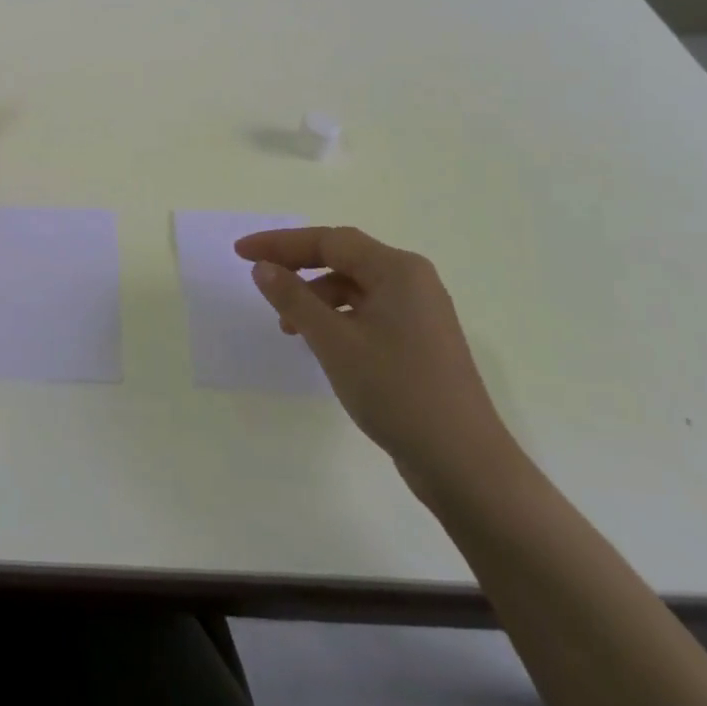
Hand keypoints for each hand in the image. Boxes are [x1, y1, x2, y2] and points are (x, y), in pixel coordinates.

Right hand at [235, 226, 515, 495]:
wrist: (465, 465)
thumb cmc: (397, 392)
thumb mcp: (334, 342)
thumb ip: (294, 298)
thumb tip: (262, 267)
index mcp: (397, 270)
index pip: (329, 240)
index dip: (280, 244)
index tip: (241, 252)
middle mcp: (412, 281)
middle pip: (343, 257)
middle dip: (296, 265)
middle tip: (256, 275)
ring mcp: (419, 312)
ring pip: (354, 286)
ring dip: (315, 296)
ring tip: (286, 325)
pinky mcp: (419, 341)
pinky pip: (368, 311)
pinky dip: (337, 317)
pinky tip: (320, 342)